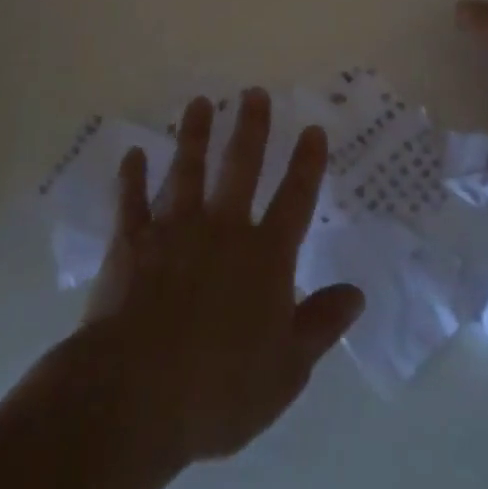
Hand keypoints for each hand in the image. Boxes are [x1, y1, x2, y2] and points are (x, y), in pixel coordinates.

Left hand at [82, 89, 365, 469]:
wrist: (136, 395)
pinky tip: (133, 153)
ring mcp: (174, 230)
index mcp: (264, 257)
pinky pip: (132, 200)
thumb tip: (356, 292)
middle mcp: (222, 229)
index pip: (295, 200)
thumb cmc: (220, 390)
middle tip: (254, 92)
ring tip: (201, 103)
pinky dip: (132, 176)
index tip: (313, 129)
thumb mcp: (287, 369)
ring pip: (188, 170)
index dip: (306, 164)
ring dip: (195, 135)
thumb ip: (320, 325)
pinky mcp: (131, 242)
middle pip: (241, 167)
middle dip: (251, 128)